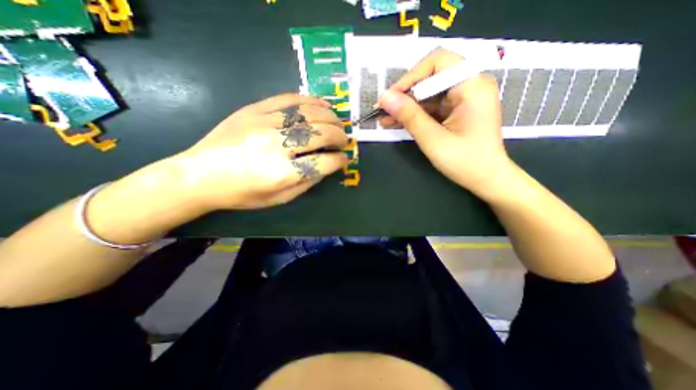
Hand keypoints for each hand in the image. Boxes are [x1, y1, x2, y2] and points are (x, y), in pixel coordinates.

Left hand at [167, 93, 350, 210]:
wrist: (199, 175)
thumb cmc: (242, 194)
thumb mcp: (279, 198)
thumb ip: (307, 182)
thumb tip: (327, 165)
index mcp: (284, 173)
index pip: (325, 162)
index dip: (340, 160)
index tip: (345, 158)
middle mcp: (278, 146)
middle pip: (321, 134)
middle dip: (339, 136)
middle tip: (344, 140)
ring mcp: (265, 124)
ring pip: (309, 114)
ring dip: (330, 117)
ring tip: (337, 122)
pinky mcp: (254, 110)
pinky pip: (288, 99)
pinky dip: (310, 100)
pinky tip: (322, 103)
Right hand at [378, 48, 512, 197]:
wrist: (486, 179)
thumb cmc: (465, 162)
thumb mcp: (434, 140)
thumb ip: (410, 117)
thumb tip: (384, 98)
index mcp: (472, 86)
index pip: (438, 62)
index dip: (410, 77)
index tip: (390, 97)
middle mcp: (470, 85)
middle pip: (431, 77)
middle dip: (405, 94)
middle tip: (383, 110)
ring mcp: (463, 98)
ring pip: (427, 93)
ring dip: (406, 106)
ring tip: (384, 119)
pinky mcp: (456, 110)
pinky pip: (431, 106)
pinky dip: (414, 114)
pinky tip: (396, 122)